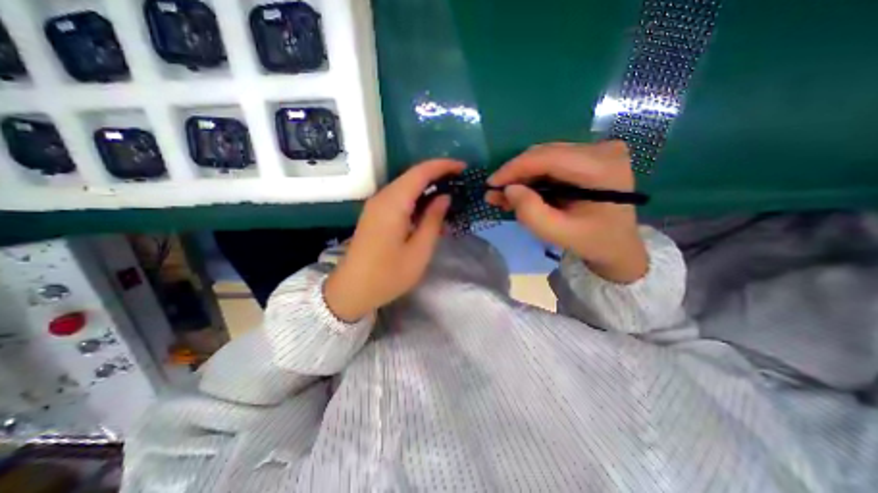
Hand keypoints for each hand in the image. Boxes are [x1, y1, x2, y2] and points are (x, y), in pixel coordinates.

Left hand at [326, 160, 465, 320]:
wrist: (352, 290)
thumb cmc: (388, 275)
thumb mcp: (419, 251)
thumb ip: (433, 221)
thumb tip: (444, 197)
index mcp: (393, 204)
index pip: (420, 172)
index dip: (443, 166)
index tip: (463, 167)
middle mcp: (382, 197)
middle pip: (412, 176)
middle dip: (437, 174)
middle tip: (459, 182)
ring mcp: (376, 205)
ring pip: (405, 186)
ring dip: (427, 187)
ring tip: (449, 195)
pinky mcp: (375, 214)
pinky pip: (399, 198)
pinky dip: (417, 199)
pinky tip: (429, 210)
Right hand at [486, 141, 650, 283]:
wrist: (617, 244)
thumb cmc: (592, 241)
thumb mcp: (559, 234)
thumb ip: (531, 213)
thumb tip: (509, 189)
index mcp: (602, 168)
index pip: (549, 157)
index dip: (515, 168)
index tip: (491, 184)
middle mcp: (601, 150)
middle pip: (545, 154)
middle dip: (515, 173)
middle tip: (494, 193)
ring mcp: (595, 151)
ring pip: (544, 157)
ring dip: (521, 176)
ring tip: (502, 195)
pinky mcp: (587, 157)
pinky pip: (550, 162)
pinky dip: (531, 177)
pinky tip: (518, 191)